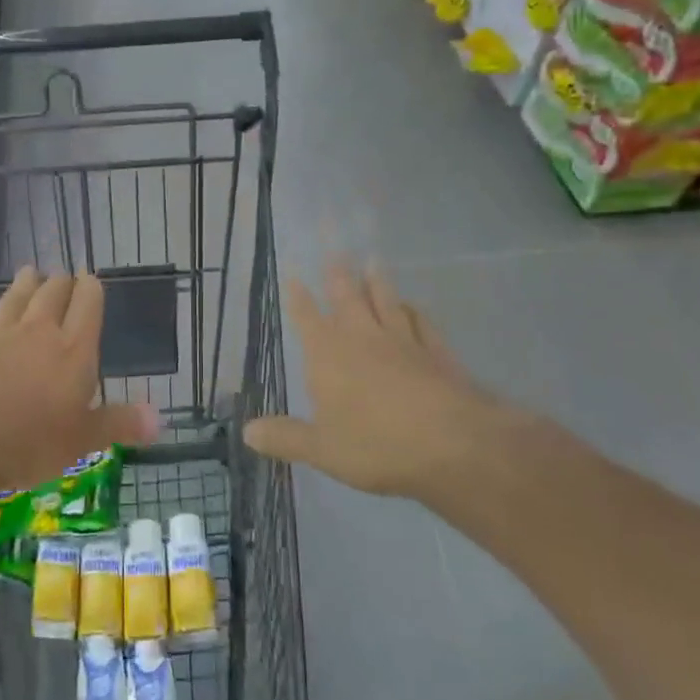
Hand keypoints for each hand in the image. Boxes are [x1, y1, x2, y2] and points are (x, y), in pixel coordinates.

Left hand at [0, 267, 158, 494]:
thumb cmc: (29, 442)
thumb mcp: (83, 441)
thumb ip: (120, 424)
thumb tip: (162, 420)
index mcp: (74, 351)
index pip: (88, 306)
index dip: (91, 289)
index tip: (91, 279)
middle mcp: (38, 332)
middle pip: (53, 294)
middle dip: (61, 282)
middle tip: (63, 276)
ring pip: (16, 297)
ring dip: (24, 283)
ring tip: (31, 270)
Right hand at [244, 259, 556, 502]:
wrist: (453, 445)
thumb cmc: (375, 445)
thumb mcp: (321, 449)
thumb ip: (285, 437)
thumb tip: (247, 431)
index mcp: (328, 355)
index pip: (306, 318)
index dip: (297, 297)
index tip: (292, 273)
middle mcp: (363, 338)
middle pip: (347, 298)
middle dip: (337, 274)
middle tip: (334, 249)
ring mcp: (403, 342)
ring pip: (386, 302)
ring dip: (377, 282)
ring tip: (372, 260)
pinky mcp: (437, 354)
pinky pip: (422, 324)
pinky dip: (414, 311)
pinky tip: (412, 306)